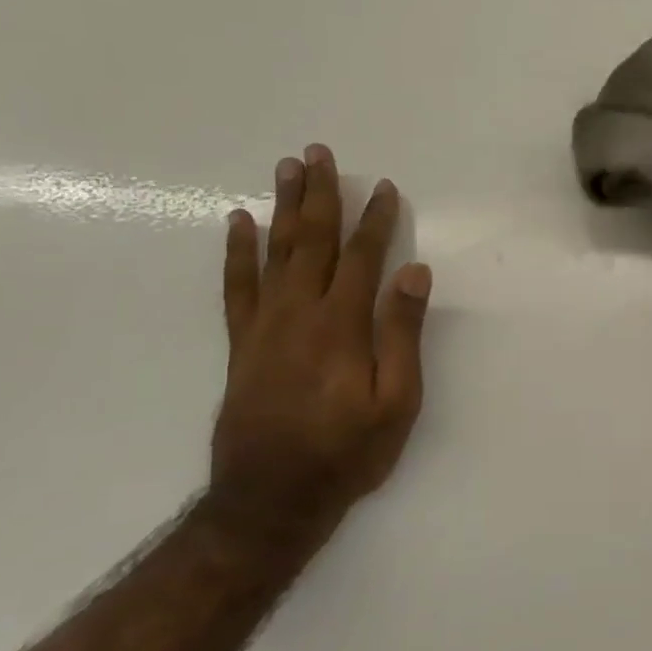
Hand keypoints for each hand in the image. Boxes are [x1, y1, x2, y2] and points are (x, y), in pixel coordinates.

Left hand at [213, 145, 432, 518]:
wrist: (272, 498)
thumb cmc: (348, 452)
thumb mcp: (397, 402)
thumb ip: (403, 334)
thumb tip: (414, 273)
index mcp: (342, 325)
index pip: (361, 258)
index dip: (375, 221)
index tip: (384, 187)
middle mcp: (299, 313)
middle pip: (311, 241)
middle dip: (319, 195)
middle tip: (319, 153)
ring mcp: (265, 326)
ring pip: (274, 252)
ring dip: (282, 208)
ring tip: (286, 169)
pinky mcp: (243, 344)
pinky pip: (237, 286)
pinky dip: (237, 251)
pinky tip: (239, 223)